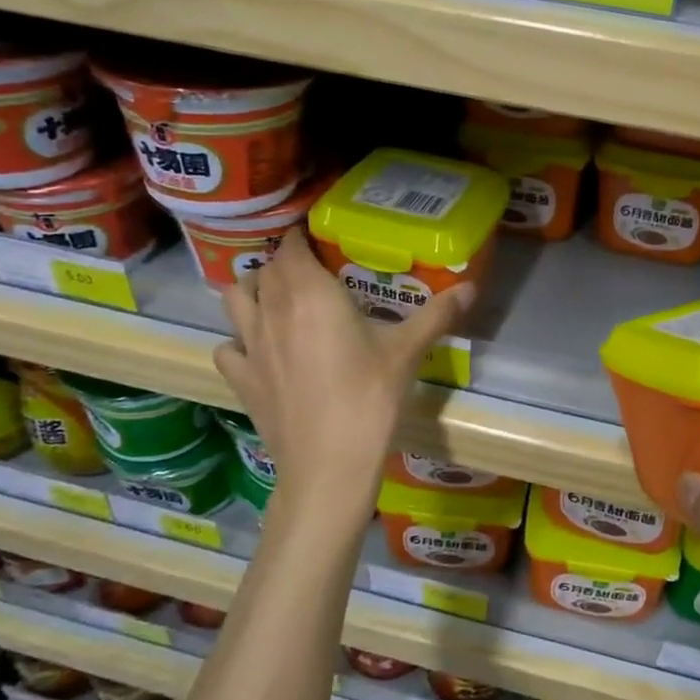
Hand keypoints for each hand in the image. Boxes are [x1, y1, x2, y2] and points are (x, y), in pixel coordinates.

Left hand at [212, 230, 473, 521]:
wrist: (329, 464)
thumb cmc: (369, 399)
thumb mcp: (407, 352)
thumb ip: (438, 315)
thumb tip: (471, 287)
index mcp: (310, 294)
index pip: (291, 246)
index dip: (300, 236)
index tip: (319, 237)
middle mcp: (272, 310)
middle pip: (265, 269)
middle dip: (284, 262)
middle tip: (313, 270)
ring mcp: (250, 345)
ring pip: (234, 298)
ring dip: (253, 290)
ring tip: (278, 299)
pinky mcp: (241, 378)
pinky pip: (228, 345)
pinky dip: (239, 339)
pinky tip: (260, 349)